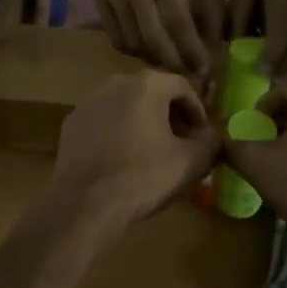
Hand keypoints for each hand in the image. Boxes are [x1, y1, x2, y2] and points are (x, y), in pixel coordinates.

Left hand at [51, 70, 221, 228]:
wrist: (85, 204)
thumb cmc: (144, 177)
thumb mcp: (192, 162)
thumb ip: (212, 142)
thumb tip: (214, 137)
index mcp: (147, 85)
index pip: (183, 88)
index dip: (198, 112)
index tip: (203, 137)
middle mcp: (115, 83)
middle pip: (153, 94)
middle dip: (171, 117)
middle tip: (182, 144)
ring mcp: (89, 102)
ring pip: (126, 107)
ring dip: (144, 124)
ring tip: (153, 153)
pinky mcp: (71, 124)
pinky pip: (104, 122)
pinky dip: (118, 133)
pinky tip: (123, 160)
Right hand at [95, 0, 224, 81]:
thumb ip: (212, 6)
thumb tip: (216, 49)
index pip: (178, 19)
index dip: (192, 48)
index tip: (206, 68)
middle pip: (151, 36)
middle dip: (172, 62)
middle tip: (187, 75)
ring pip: (132, 42)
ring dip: (154, 58)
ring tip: (170, 61)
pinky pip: (116, 38)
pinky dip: (134, 50)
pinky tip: (149, 46)